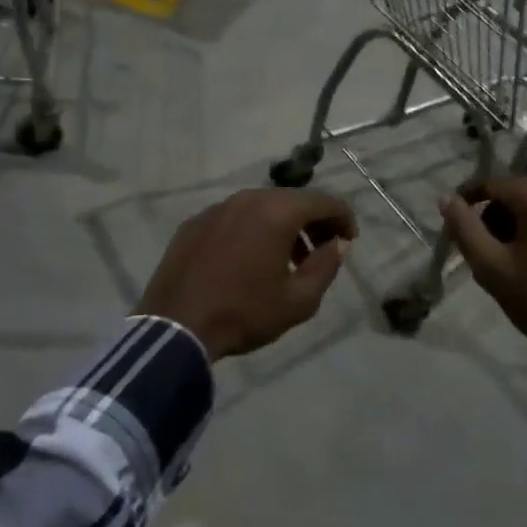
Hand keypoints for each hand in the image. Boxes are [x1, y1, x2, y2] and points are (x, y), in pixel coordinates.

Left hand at [139, 189, 358, 360]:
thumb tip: (337, 244)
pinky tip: (248, 260)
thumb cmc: (244, 313)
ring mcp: (217, 208)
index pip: (324, 201)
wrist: (175, 327)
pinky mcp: (194, 223)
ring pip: (261, 206)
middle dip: (313, 221)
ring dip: (282, 226)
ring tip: (287, 260)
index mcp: (277, 212)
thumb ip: (326, 266)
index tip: (350, 239)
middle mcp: (247, 199)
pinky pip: (234, 218)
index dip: (343, 217)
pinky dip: (252, 230)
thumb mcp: (299, 300)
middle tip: (322, 250)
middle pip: (292, 200)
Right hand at [439, 179, 526, 380]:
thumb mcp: (492, 268)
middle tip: (489, 248)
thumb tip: (446, 198)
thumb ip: (464, 228)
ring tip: (519, 257)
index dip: (471, 197)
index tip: (457, 218)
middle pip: (522, 193)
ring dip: (526, 222)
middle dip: (500, 214)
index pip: (495, 184)